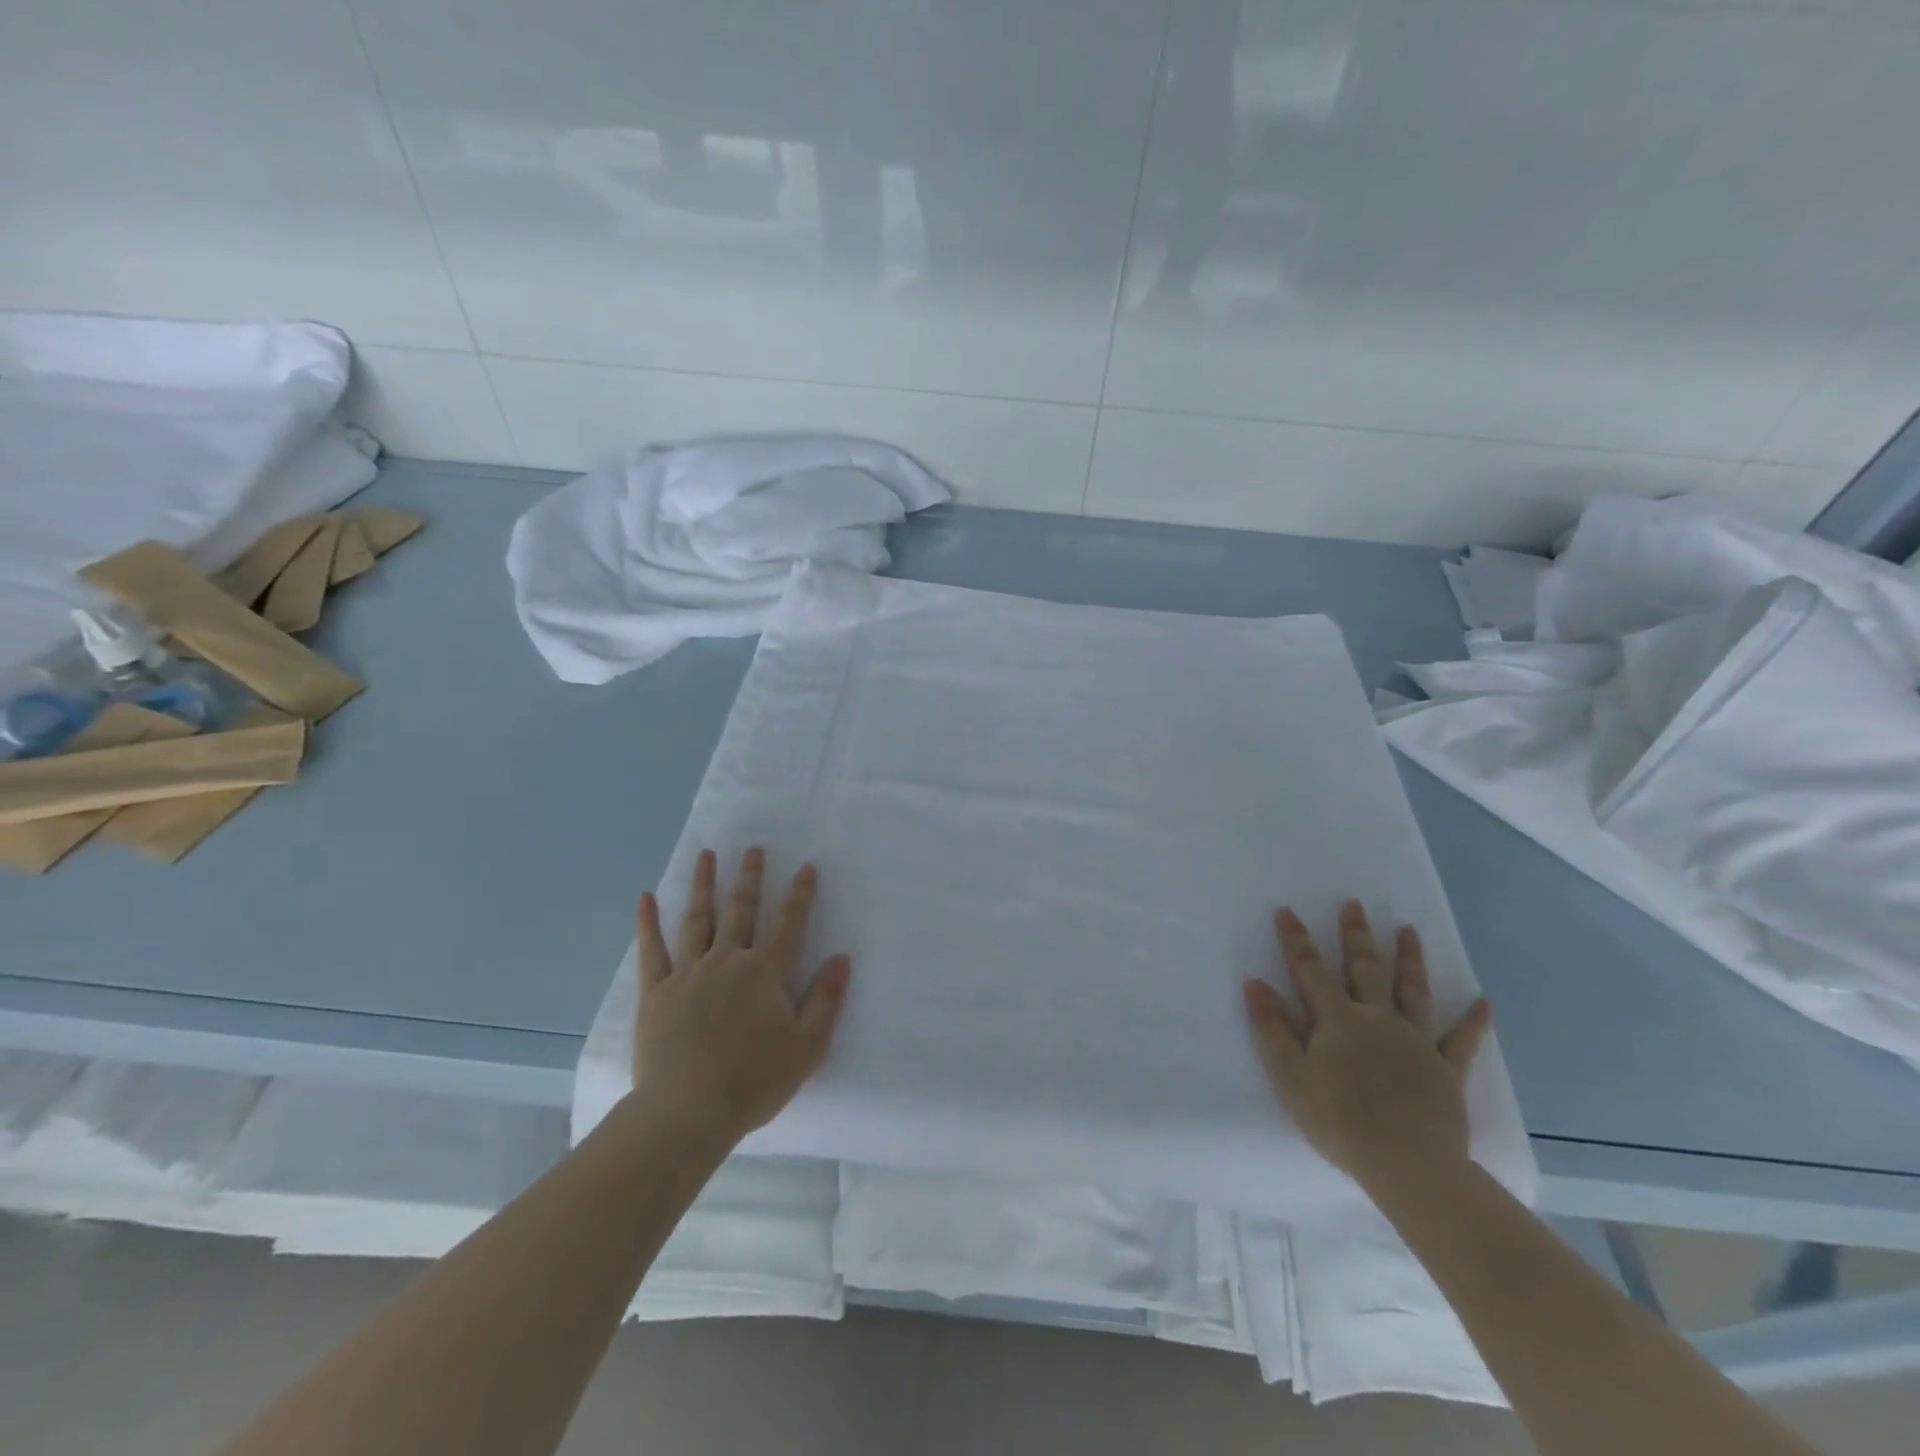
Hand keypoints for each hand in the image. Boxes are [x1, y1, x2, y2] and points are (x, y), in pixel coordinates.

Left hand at [632, 846, 851, 1142]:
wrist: (687, 1113)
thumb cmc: (753, 1081)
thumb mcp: (807, 1046)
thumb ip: (826, 999)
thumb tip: (841, 958)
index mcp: (765, 972)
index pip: (789, 923)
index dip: (800, 894)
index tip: (806, 866)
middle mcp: (728, 961)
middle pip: (742, 910)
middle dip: (750, 877)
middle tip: (753, 848)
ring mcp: (688, 973)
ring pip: (698, 919)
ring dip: (703, 885)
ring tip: (706, 854)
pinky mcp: (656, 991)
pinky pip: (651, 950)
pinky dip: (647, 923)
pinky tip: (645, 898)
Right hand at [1243, 900, 1492, 1191]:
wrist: (1407, 1165)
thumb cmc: (1339, 1121)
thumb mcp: (1290, 1075)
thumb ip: (1272, 1028)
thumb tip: (1254, 983)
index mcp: (1337, 1020)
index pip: (1310, 970)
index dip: (1296, 940)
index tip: (1287, 911)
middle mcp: (1377, 1019)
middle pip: (1365, 969)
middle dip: (1356, 935)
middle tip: (1355, 904)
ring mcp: (1416, 1042)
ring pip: (1413, 991)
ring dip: (1410, 959)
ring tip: (1409, 931)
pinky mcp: (1446, 1071)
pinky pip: (1462, 1041)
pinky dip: (1474, 1021)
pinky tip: (1484, 1002)